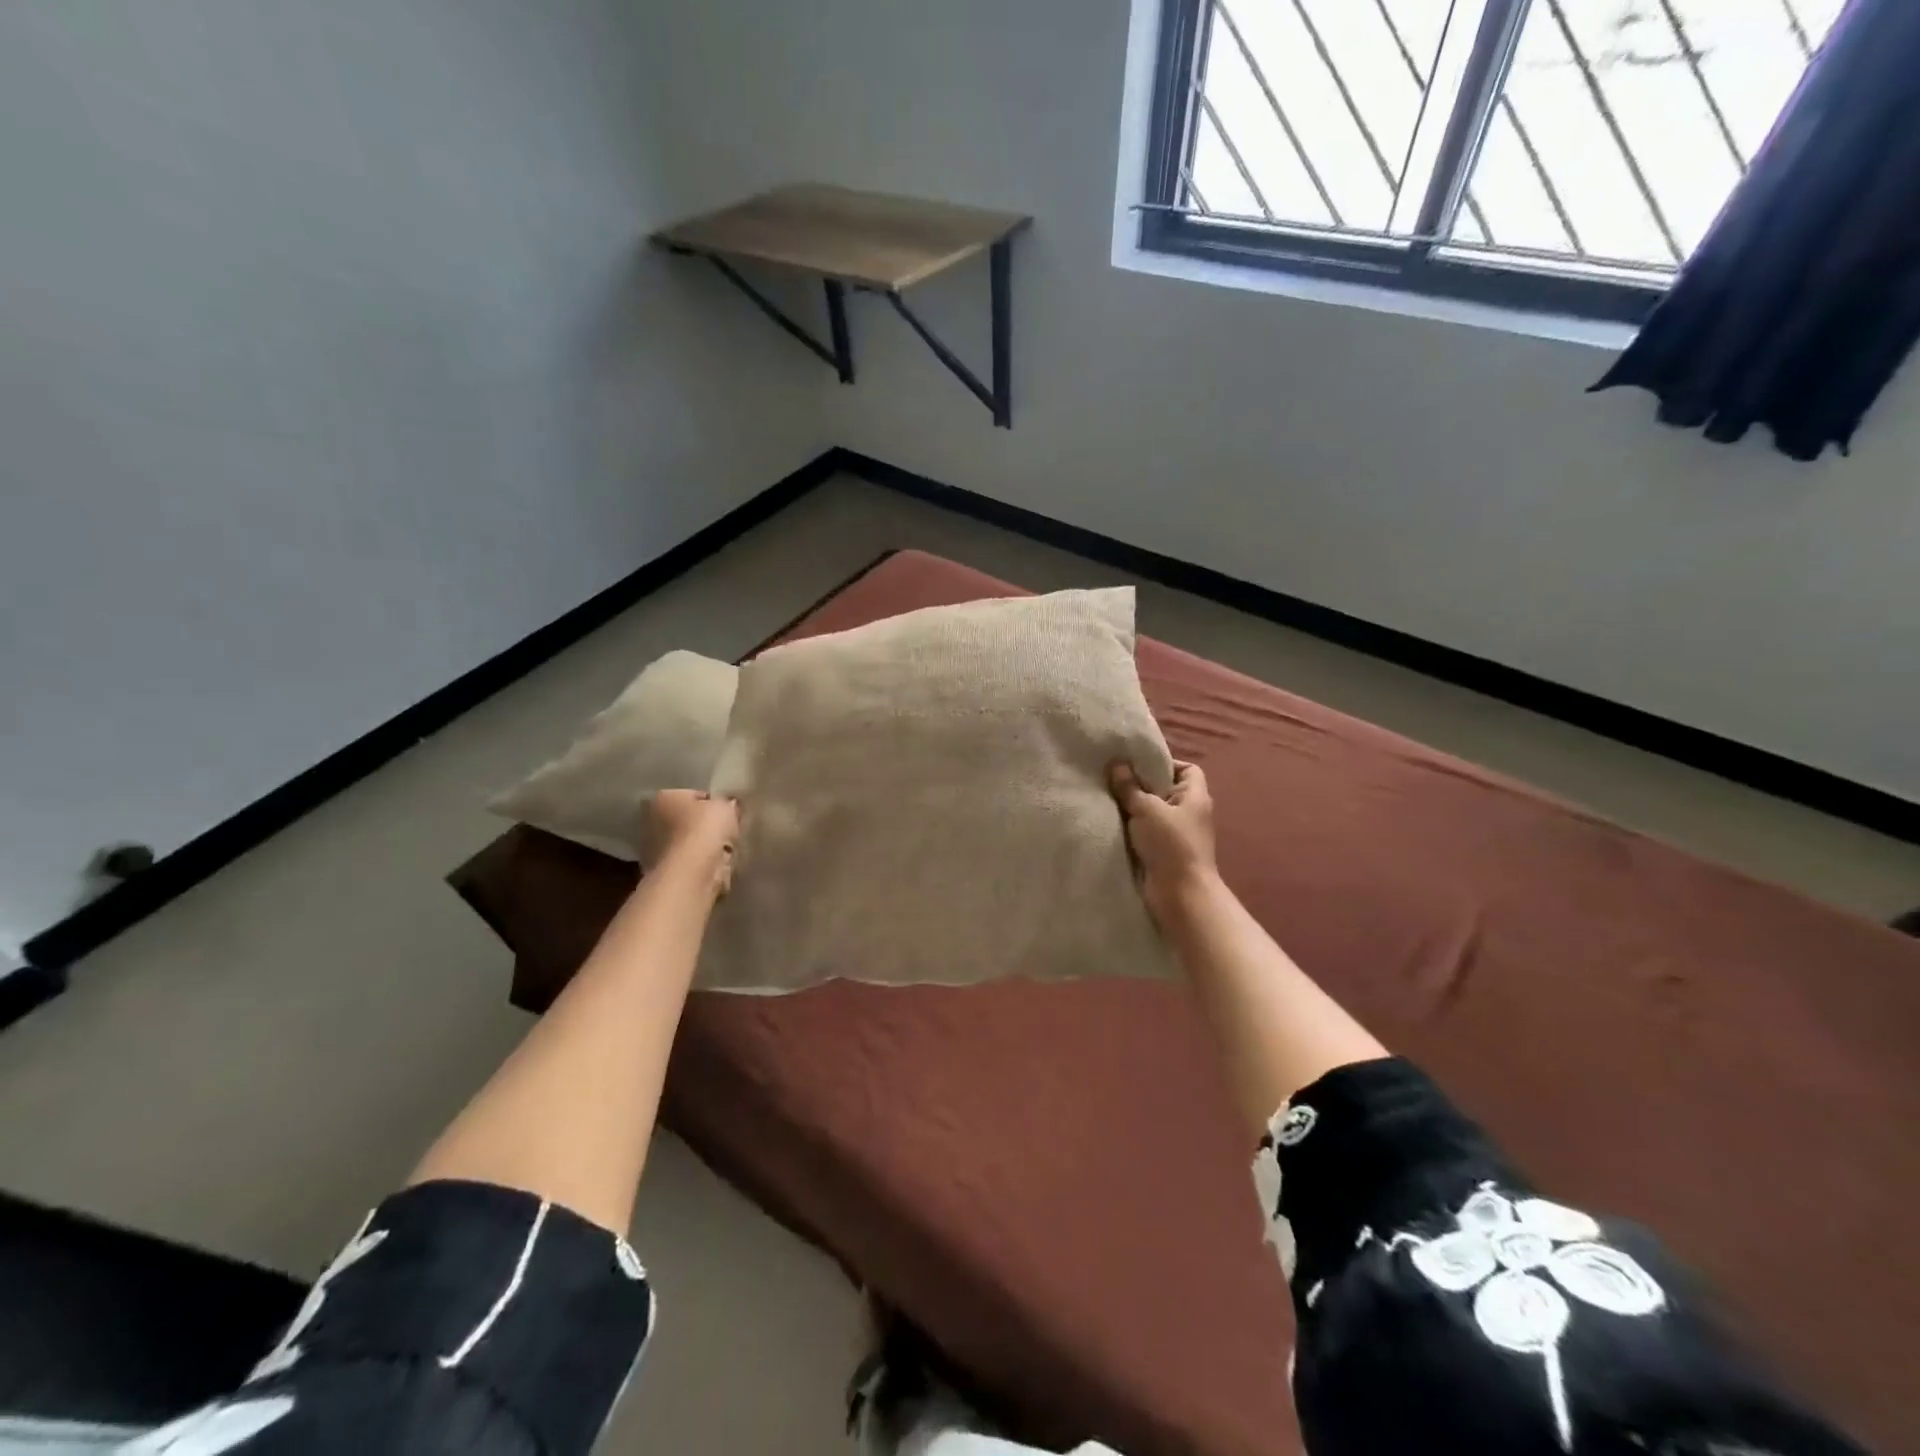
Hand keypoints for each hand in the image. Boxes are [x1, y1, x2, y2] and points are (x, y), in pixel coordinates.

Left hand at [645, 790, 738, 898]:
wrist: (690, 874)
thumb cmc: (704, 830)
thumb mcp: (726, 806)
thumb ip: (726, 803)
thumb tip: (729, 806)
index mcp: (663, 797)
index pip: (693, 795)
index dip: (713, 804)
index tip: (728, 814)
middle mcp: (650, 820)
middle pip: (686, 820)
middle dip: (704, 826)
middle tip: (726, 832)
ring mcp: (652, 849)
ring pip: (686, 843)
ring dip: (702, 847)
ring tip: (723, 852)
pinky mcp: (660, 872)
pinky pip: (687, 863)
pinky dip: (699, 865)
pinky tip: (714, 867)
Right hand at [1110, 760, 1217, 925]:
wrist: (1179, 894)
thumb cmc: (1170, 844)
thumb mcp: (1147, 809)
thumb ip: (1130, 787)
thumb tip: (1117, 764)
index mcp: (1195, 796)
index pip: (1187, 769)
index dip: (1165, 764)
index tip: (1137, 765)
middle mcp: (1190, 812)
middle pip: (1165, 790)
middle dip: (1141, 785)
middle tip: (1114, 778)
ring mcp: (1178, 834)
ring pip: (1152, 812)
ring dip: (1133, 808)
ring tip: (1108, 798)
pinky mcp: (1164, 852)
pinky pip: (1146, 832)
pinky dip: (1132, 828)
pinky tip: (1112, 822)